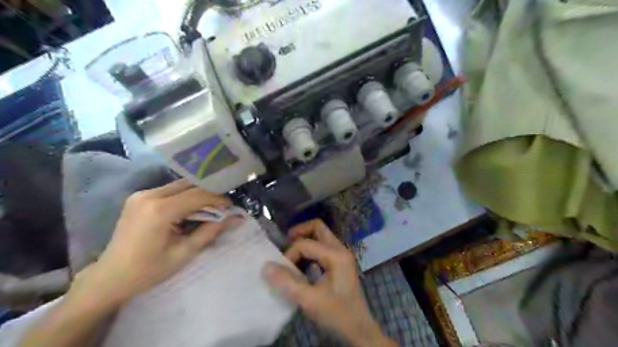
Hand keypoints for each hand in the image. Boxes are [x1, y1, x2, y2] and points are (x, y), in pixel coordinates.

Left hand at [70, 180, 237, 307]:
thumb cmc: (148, 271)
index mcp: (159, 210)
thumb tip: (236, 218)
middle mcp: (149, 195)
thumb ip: (211, 231)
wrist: (109, 278)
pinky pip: (170, 190)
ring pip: (180, 185)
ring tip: (209, 209)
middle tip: (222, 207)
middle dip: (209, 194)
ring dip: (198, 194)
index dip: (218, 199)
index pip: (198, 195)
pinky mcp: (139, 197)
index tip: (232, 207)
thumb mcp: (184, 253)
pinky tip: (190, 210)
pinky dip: (185, 197)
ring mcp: (141, 194)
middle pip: (189, 185)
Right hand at [260, 219, 395, 345]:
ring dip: (305, 241)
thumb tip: (265, 266)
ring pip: (320, 236)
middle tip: (284, 243)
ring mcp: (341, 255)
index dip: (290, 254)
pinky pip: (322, 248)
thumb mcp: (310, 300)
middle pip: (318, 228)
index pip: (306, 244)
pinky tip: (302, 265)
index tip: (281, 271)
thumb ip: (287, 282)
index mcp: (336, 255)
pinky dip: (310, 251)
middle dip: (299, 232)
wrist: (358, 329)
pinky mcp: (339, 263)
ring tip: (291, 255)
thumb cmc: (337, 314)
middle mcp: (340, 249)